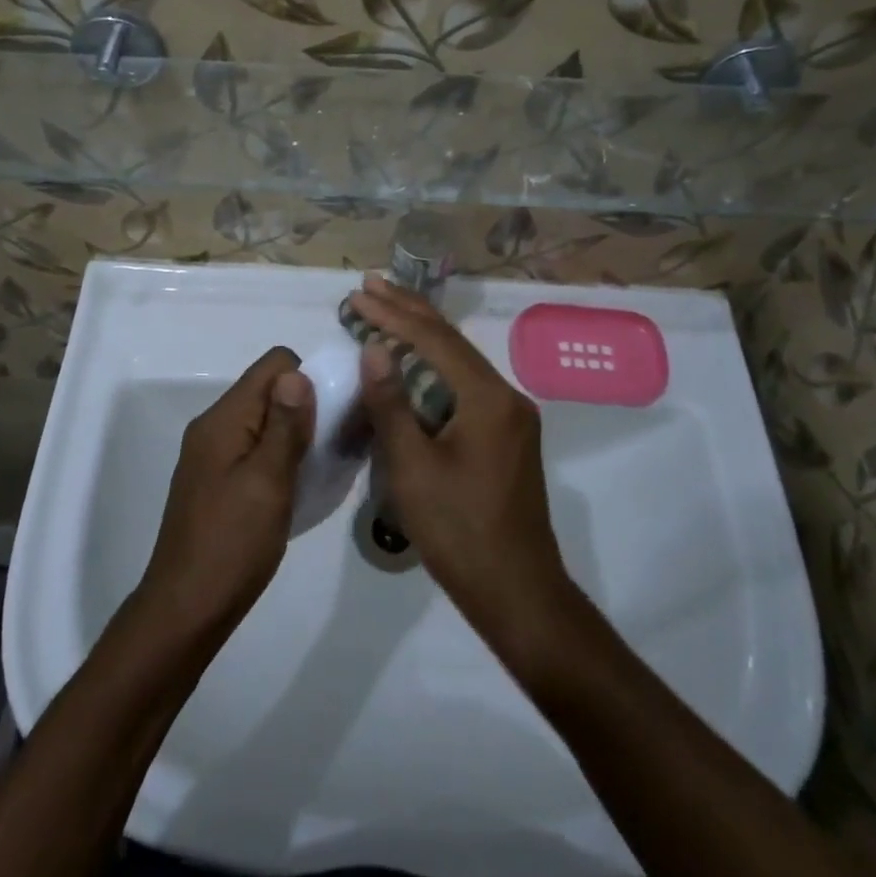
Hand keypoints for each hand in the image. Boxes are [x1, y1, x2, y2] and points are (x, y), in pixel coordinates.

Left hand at [136, 347, 312, 644]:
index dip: (309, 378)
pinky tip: (299, 484)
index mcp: (223, 419)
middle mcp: (215, 426)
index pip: (273, 364)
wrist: (186, 610)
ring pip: (264, 420)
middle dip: (306, 405)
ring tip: (323, 465)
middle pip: (268, 390)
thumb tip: (298, 373)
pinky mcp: (217, 479)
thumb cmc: (232, 545)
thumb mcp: (268, 482)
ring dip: (296, 433)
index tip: (333, 414)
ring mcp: (213, 454)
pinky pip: (256, 447)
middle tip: (335, 443)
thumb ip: (285, 426)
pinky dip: (281, 455)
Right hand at [351, 277, 571, 641]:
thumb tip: (373, 347)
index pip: (433, 340)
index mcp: (487, 398)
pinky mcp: (505, 435)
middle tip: (369, 285)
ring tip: (385, 310)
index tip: (357, 295)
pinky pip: (464, 384)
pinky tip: (412, 362)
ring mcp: (510, 416)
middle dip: (408, 311)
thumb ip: (391, 403)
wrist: (518, 592)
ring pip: (459, 361)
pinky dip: (433, 366)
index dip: (392, 315)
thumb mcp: (413, 468)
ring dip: (420, 336)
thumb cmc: (459, 532)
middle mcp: (506, 396)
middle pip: (451, 341)